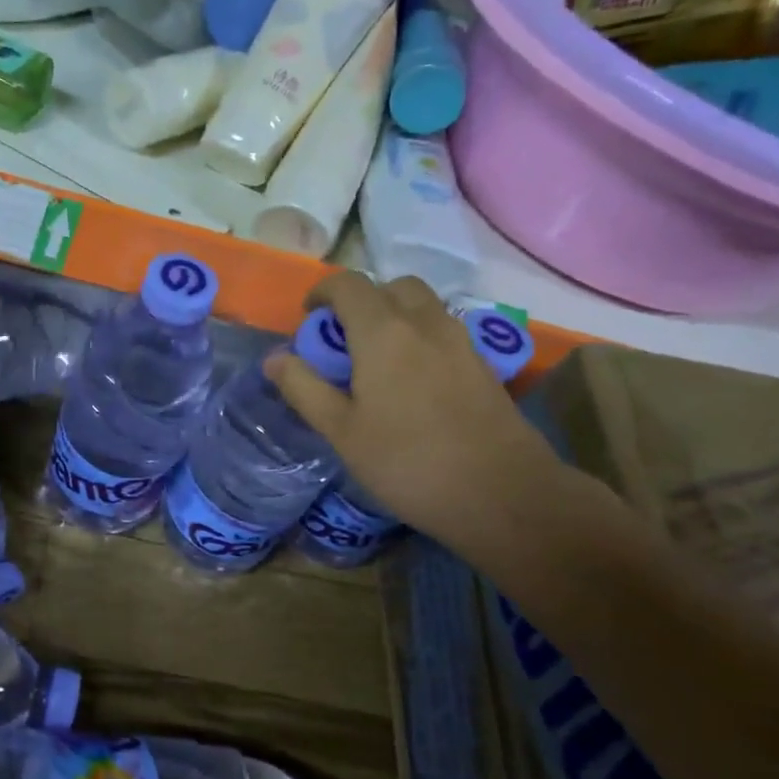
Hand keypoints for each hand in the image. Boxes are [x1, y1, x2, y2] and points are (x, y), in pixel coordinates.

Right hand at [264, 272, 560, 546]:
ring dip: (394, 317)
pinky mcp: (483, 365)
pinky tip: (412, 384)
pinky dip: (420, 338)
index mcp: (384, 332)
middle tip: (344, 340)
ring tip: (376, 362)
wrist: (504, 495)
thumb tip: (274, 357)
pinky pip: (444, 331)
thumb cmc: (408, 462)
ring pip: (423, 306)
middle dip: (363, 301)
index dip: (323, 292)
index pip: (349, 284)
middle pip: (392, 287)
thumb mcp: (341, 431)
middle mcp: (425, 323)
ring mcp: (461, 342)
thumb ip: (304, 388)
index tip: (308, 319)